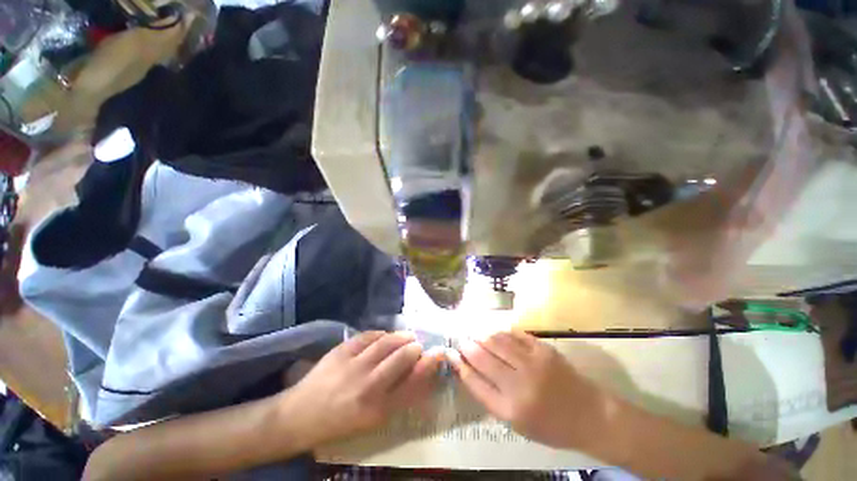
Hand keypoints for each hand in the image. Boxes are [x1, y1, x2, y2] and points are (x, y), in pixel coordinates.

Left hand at [278, 331, 442, 447]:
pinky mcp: (341, 351)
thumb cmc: (342, 422)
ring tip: (405, 337)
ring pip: (387, 343)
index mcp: (378, 410)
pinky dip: (380, 334)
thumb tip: (420, 372)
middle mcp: (368, 387)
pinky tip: (383, 337)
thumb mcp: (375, 418)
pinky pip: (368, 336)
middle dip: (415, 348)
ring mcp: (353, 366)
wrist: (301, 416)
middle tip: (418, 345)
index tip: (439, 353)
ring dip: (400, 337)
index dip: (430, 366)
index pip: (414, 384)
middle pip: (402, 358)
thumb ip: (399, 395)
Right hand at [447, 331, 603, 448]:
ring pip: (496, 341)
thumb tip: (470, 371)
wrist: (590, 415)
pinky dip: (501, 332)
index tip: (450, 353)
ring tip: (474, 334)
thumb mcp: (517, 423)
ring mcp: (533, 363)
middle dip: (467, 346)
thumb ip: (491, 397)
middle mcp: (519, 384)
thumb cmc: (551, 426)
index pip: (475, 381)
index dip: (459, 365)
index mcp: (510, 409)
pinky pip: (514, 335)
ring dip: (482, 336)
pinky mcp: (543, 349)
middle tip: (461, 340)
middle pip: (483, 357)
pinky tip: (494, 332)